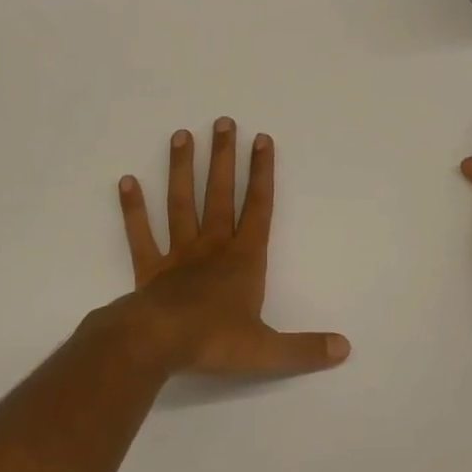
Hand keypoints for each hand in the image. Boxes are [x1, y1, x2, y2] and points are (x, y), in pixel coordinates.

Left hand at [103, 118, 349, 378]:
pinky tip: (127, 181)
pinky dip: (133, 209)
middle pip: (220, 194)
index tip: (262, 139)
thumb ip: (305, 349)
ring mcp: (178, 254)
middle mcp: (212, 247)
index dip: (262, 173)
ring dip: (181, 169)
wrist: (159, 344)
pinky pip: (141, 234)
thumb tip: (344, 349)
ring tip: (182, 135)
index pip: (258, 208)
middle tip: (224, 121)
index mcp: (243, 260)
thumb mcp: (267, 350)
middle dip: (224, 158)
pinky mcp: (149, 268)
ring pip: (181, 203)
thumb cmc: (215, 341)